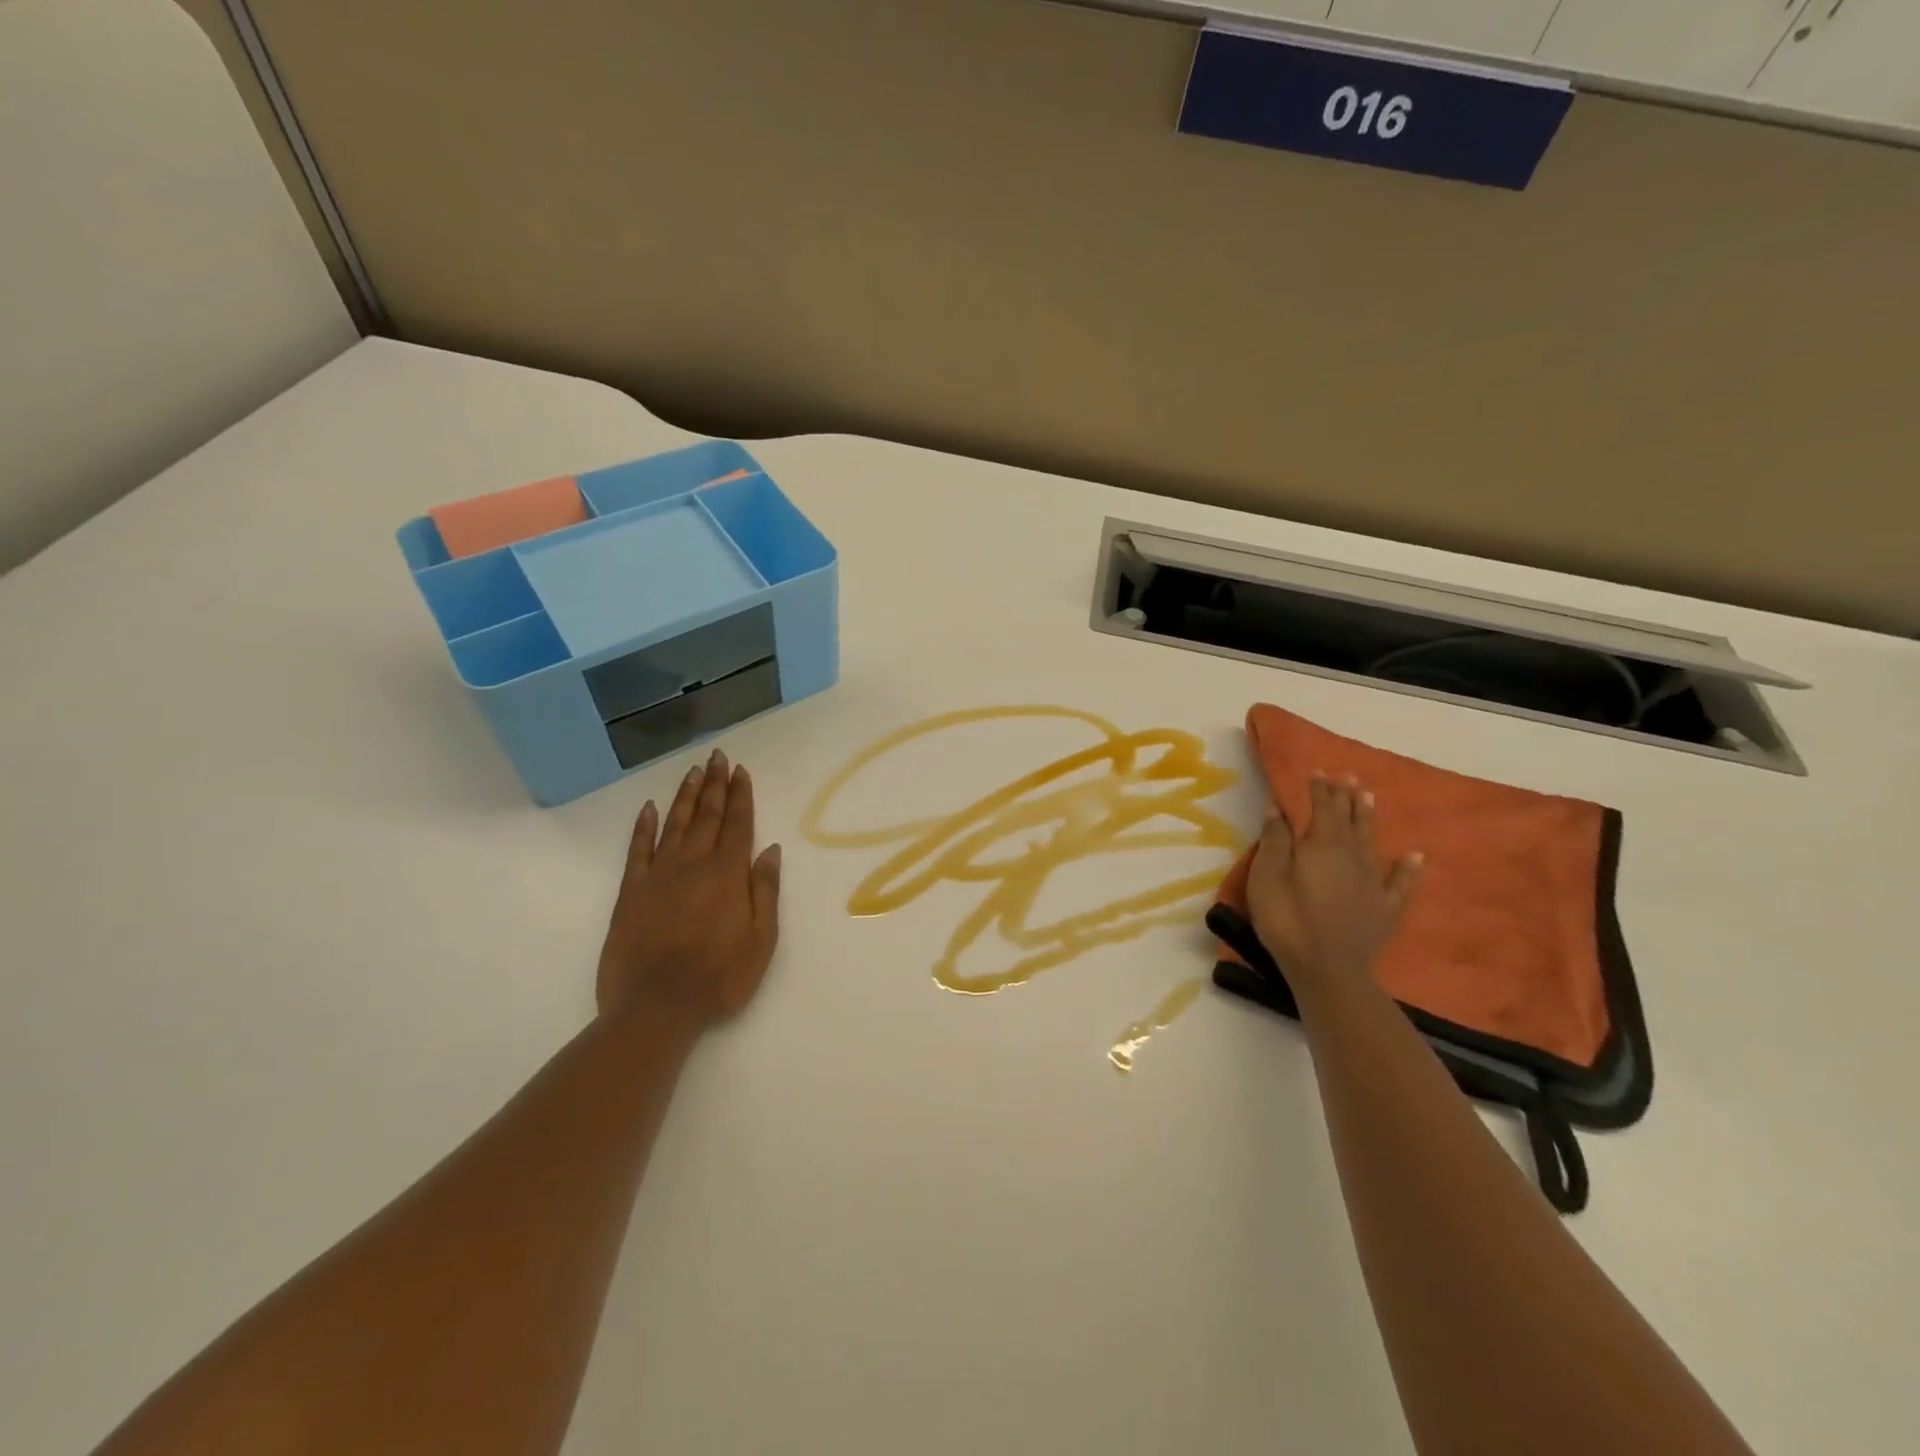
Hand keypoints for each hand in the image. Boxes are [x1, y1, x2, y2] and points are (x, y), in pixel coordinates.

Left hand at [596, 748, 781, 1029]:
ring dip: (686, 797)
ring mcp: (659, 876)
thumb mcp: (761, 940)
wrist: (656, 1008)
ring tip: (694, 772)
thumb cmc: (719, 977)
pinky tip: (648, 808)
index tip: (741, 771)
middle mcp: (693, 865)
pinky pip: (637, 851)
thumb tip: (770, 849)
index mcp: (727, 875)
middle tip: (718, 757)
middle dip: (715, 785)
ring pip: (675, 825)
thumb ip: (765, 890)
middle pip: (707, 817)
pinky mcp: (631, 893)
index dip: (740, 796)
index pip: (737, 825)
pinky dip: (643, 827)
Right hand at [1246, 773, 1421, 992]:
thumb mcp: (1267, 876)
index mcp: (1322, 845)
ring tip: (1369, 798)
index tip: (1318, 771)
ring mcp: (1373, 883)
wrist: (1328, 969)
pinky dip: (1409, 869)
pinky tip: (1416, 857)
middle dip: (1345, 797)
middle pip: (1349, 820)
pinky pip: (1401, 883)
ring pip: (1371, 842)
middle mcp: (1352, 856)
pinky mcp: (1385, 909)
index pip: (1322, 808)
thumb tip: (1278, 807)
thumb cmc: (1287, 919)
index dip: (1320, 789)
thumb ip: (1275, 840)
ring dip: (1368, 819)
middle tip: (1347, 776)